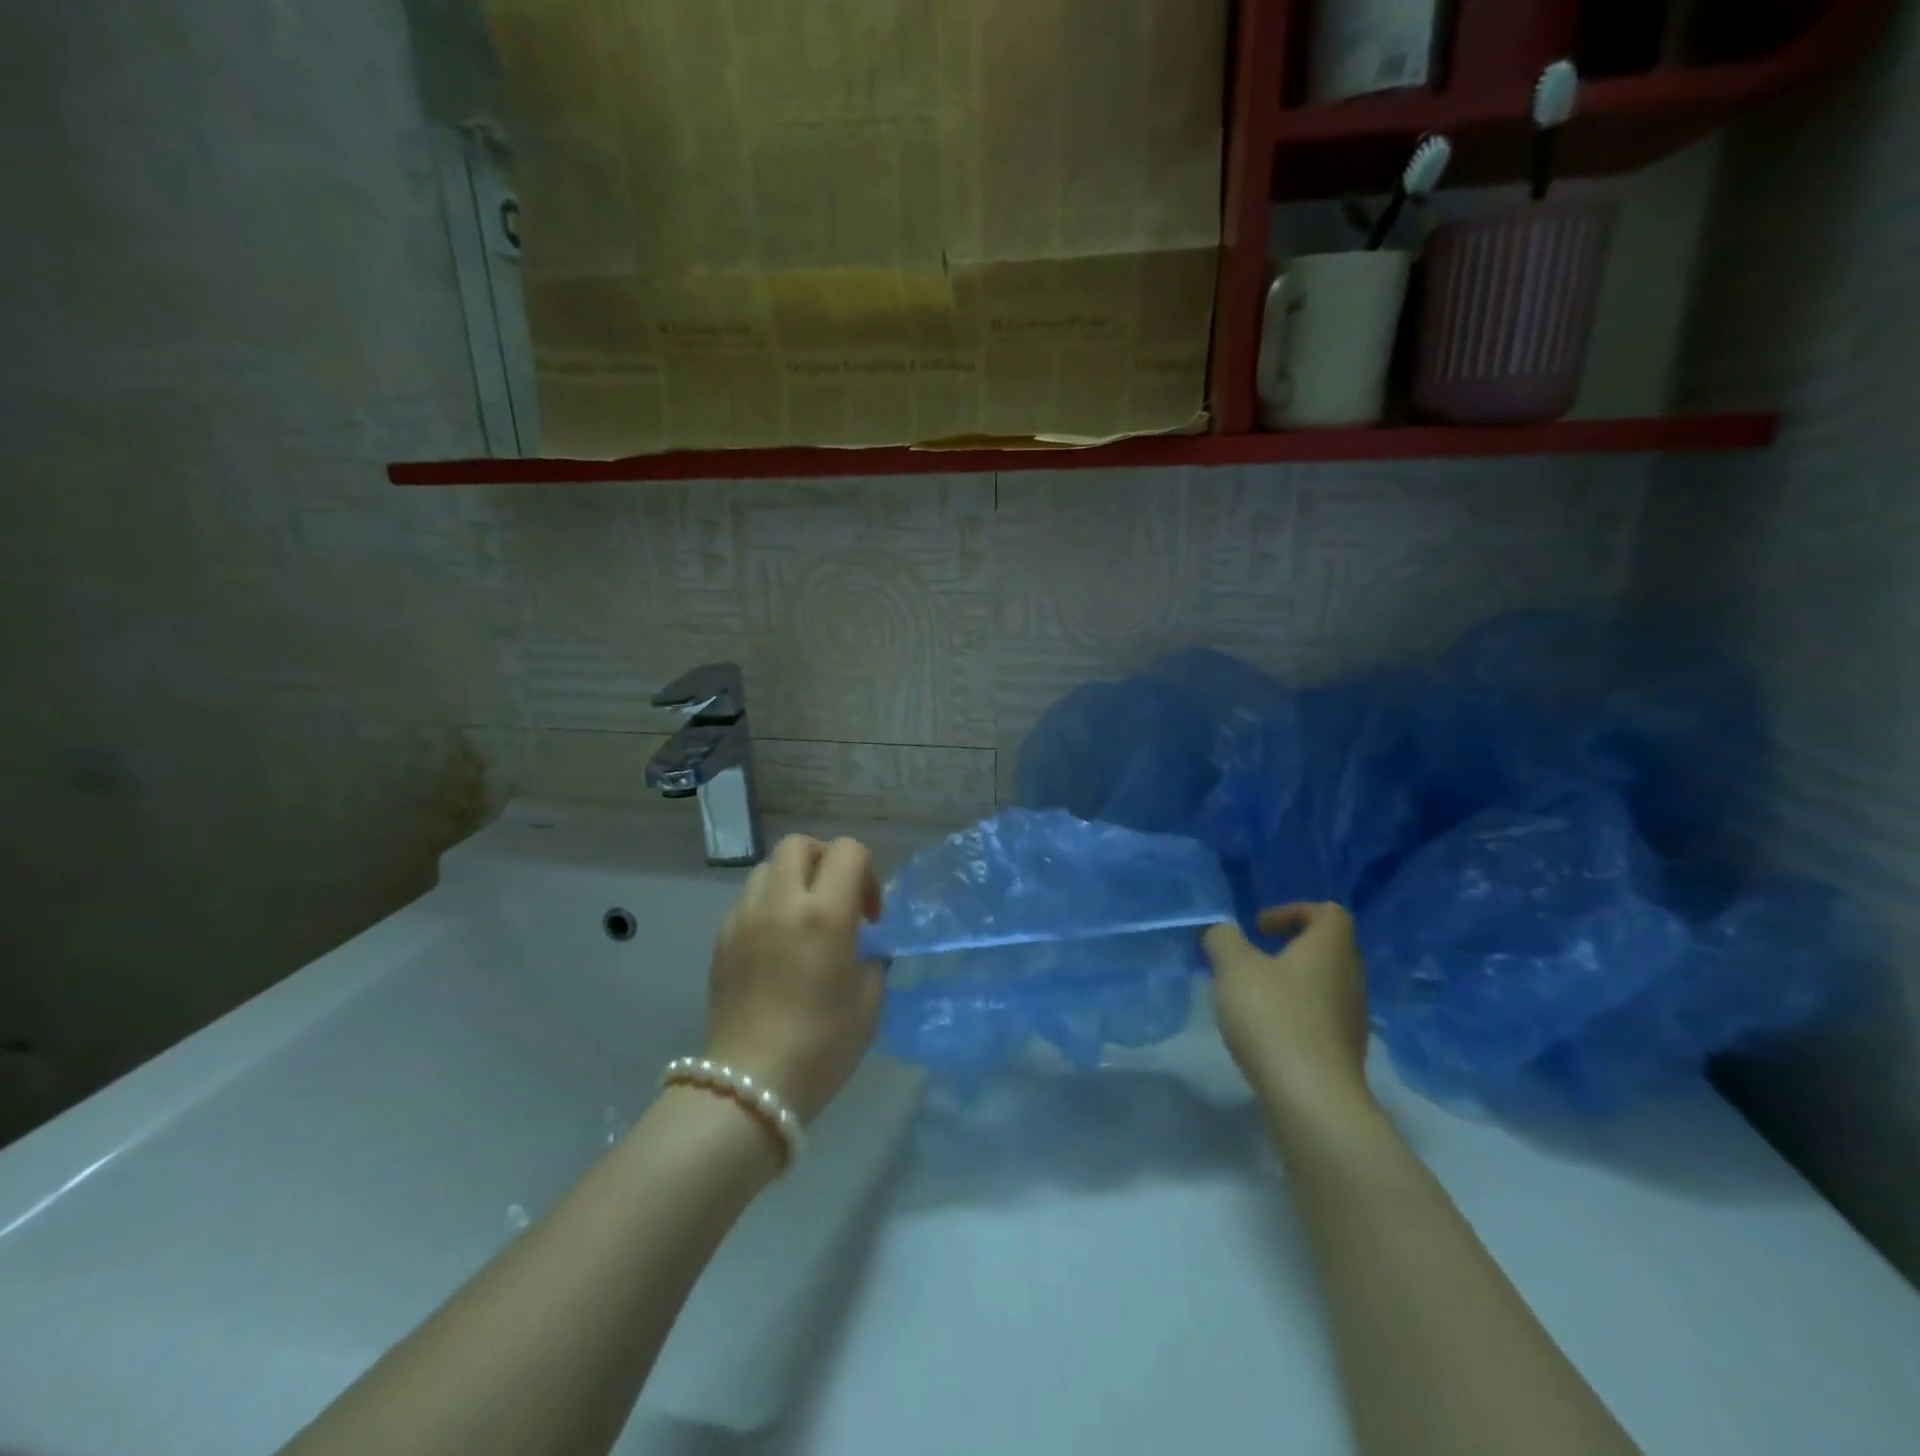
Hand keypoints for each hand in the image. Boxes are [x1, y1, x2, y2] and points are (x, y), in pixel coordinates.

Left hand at [703, 835, 884, 1123]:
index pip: (848, 850)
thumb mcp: (868, 1000)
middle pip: (799, 844)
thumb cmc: (822, 1046)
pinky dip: (768, 905)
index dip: (867, 872)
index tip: (869, 915)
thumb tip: (861, 945)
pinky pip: (748, 899)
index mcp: (824, 913)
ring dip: (792, 880)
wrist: (749, 1085)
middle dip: (824, 860)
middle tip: (836, 901)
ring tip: (803, 921)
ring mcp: (744, 917)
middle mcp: (780, 902)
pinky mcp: (721, 938)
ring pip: (768, 868)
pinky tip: (777, 944)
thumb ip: (871, 957)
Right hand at [1204, 903, 1372, 1120]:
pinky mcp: (1344, 1052)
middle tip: (1253, 958)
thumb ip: (1224, 940)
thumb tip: (1223, 932)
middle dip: (1290, 947)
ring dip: (1291, 982)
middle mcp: (1350, 978)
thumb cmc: (1274, 1018)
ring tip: (1253, 996)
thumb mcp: (1234, 967)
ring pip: (1323, 984)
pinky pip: (1320, 1017)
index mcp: (1330, 949)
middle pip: (1328, 948)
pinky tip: (1266, 1031)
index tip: (1259, 928)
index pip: (1328, 912)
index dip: (1293, 911)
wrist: (1313, 1099)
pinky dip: (1295, 1014)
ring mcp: (1352, 1018)